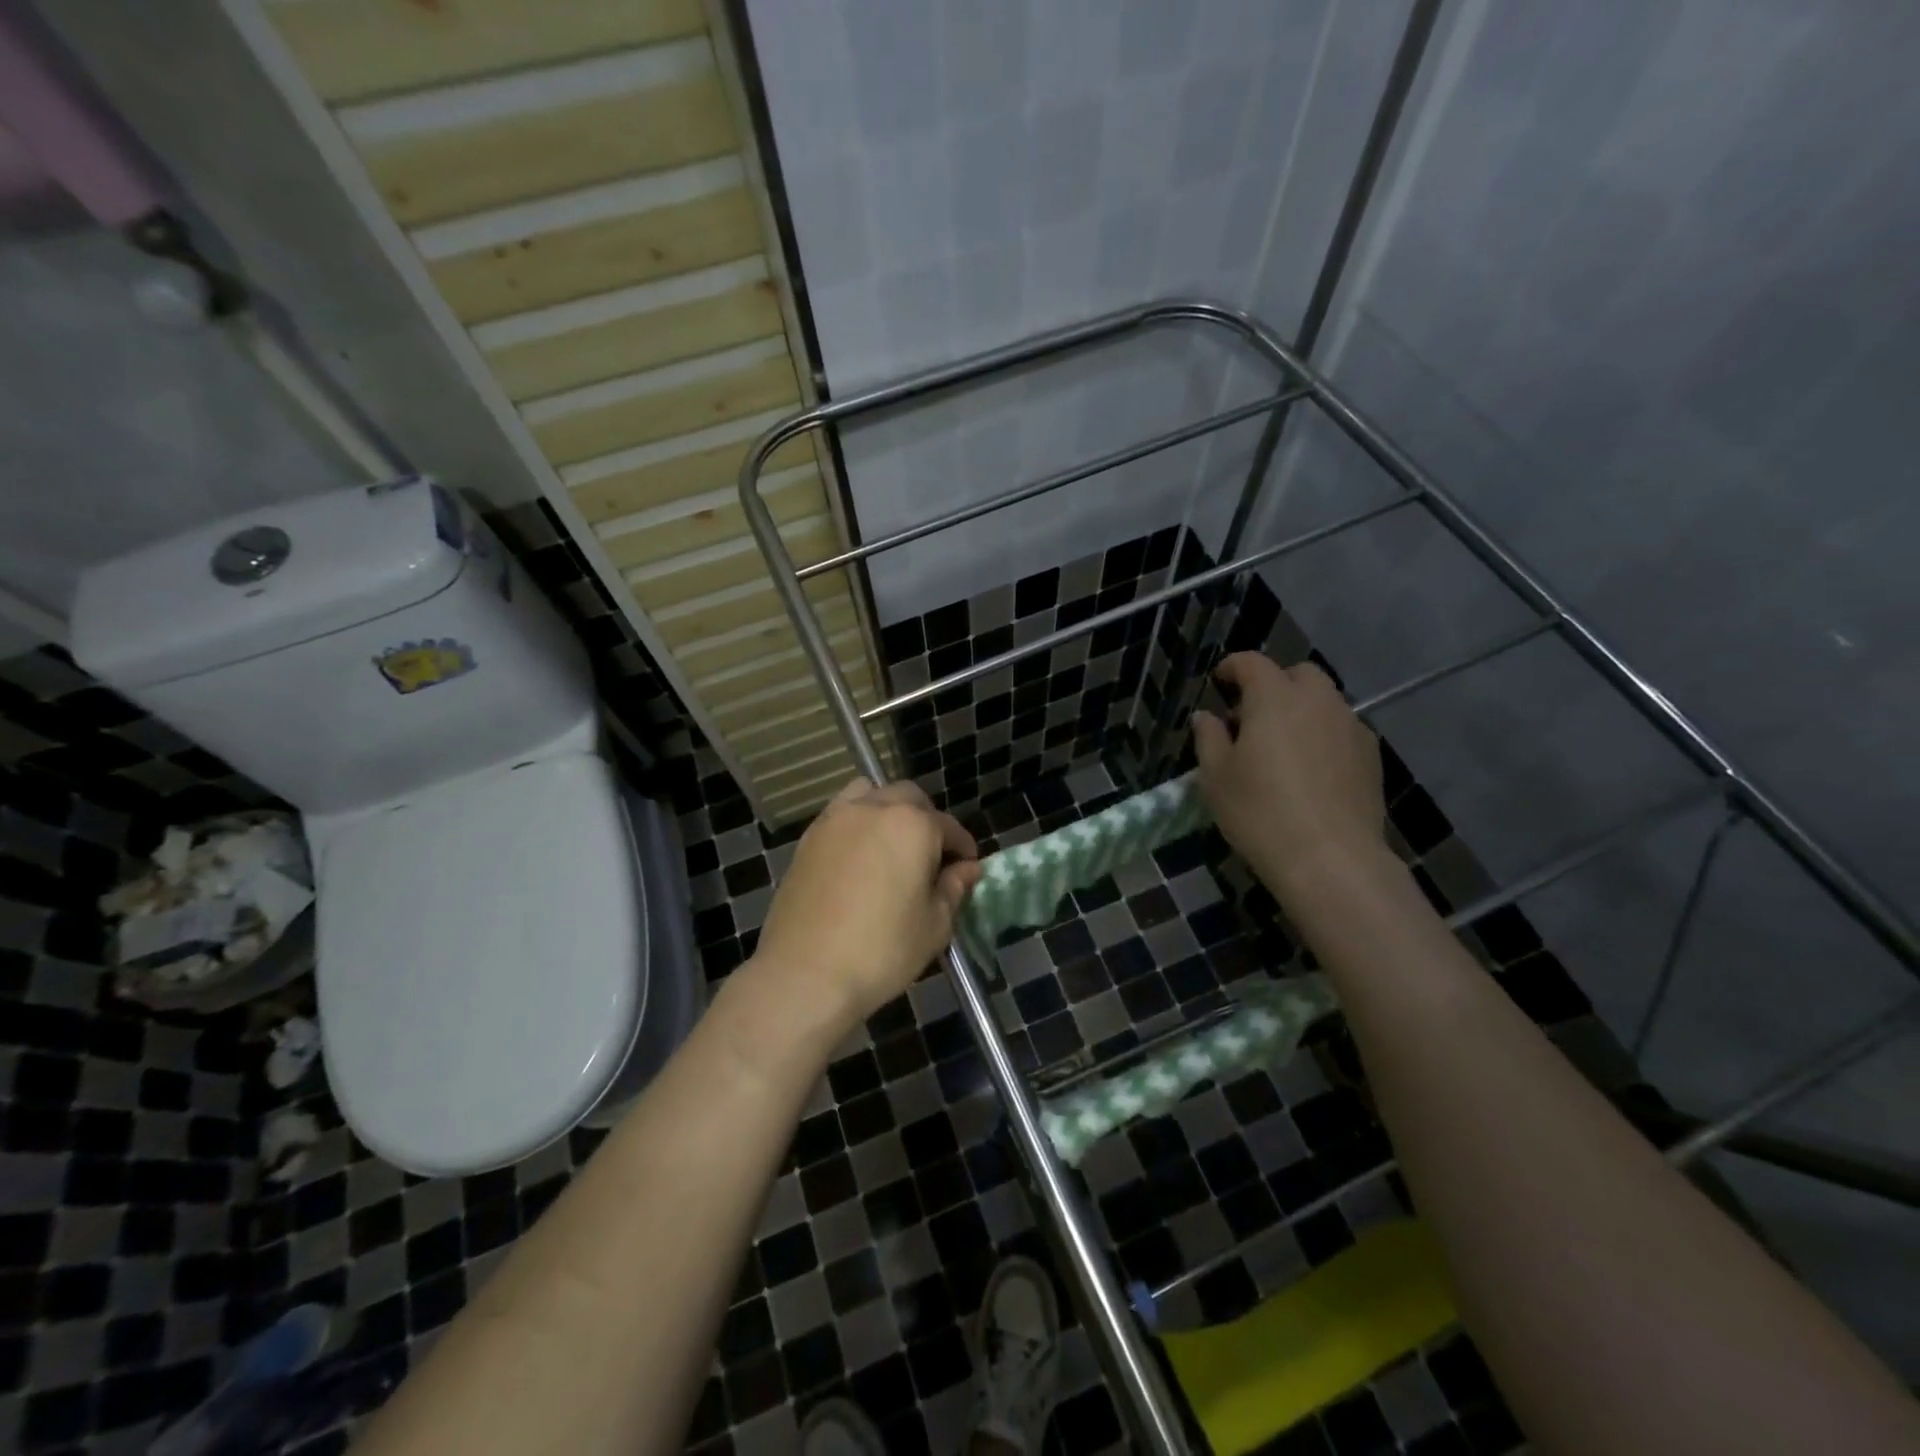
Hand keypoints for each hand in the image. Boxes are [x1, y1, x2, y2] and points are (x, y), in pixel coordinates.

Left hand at [750, 778, 981, 1038]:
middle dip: (927, 819)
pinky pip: (841, 813)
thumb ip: (954, 888)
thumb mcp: (934, 926)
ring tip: (892, 844)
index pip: (948, 827)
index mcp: (913, 826)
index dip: (963, 848)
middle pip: (909, 798)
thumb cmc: (882, 951)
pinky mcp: (808, 837)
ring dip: (888, 809)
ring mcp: (836, 819)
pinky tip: (860, 856)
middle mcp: (874, 809)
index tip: (968, 867)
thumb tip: (967, 869)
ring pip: (870, 794)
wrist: (805, 974)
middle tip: (932, 856)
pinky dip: (858, 822)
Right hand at [1192, 653, 1389, 894]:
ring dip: (1301, 710)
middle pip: (1298, 675)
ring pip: (1324, 701)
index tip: (1220, 680)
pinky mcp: (1371, 755)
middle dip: (1274, 684)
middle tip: (1252, 716)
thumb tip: (1207, 717)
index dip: (1233, 667)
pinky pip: (1342, 729)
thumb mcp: (1216, 777)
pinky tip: (1311, 769)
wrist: (1331, 859)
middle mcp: (1318, 702)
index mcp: (1275, 699)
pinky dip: (1323, 735)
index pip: (1253, 663)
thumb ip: (1209, 738)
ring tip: (1282, 746)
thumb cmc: (1260, 813)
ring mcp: (1350, 726)